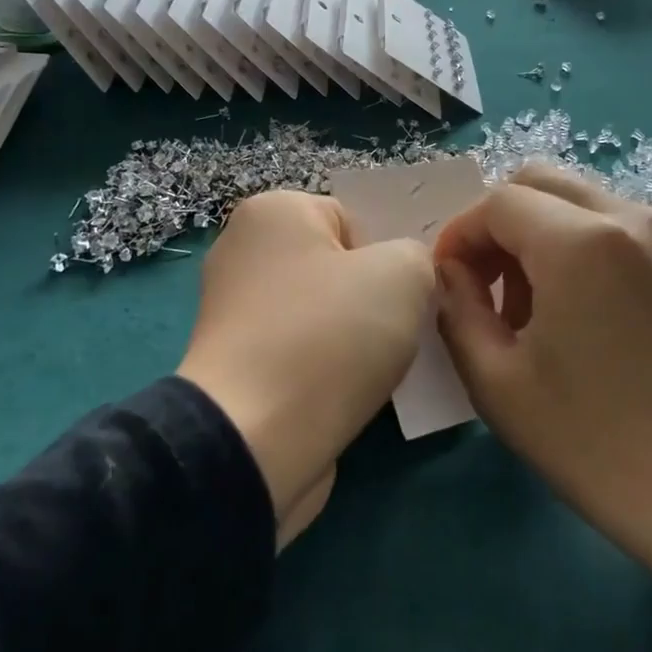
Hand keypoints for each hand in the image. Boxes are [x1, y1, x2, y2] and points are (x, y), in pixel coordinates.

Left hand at [177, 191, 432, 541]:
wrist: (257, 440)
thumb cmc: (330, 336)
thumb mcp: (404, 274)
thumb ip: (418, 256)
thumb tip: (404, 277)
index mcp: (273, 211)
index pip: (354, 218)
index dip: (388, 256)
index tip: (405, 295)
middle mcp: (242, 250)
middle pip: (336, 266)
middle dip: (374, 297)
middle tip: (401, 329)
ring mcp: (232, 311)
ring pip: (321, 312)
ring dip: (355, 338)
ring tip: (380, 367)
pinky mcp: (235, 365)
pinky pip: (300, 351)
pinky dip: (326, 368)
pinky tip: (352, 392)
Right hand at [432, 167, 651, 554]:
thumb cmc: (599, 446)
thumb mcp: (499, 383)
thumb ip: (458, 311)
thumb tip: (452, 274)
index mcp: (581, 241)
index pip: (498, 203)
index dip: (459, 237)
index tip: (447, 285)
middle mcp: (630, 216)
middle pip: (538, 182)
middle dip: (496, 226)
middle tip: (484, 288)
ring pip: (576, 200)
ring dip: (536, 235)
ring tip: (530, 309)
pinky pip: (613, 224)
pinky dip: (576, 245)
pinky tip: (576, 311)